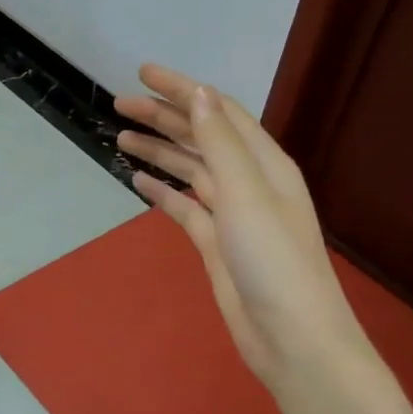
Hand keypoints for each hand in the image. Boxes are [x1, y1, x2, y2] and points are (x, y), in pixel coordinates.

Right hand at [115, 66, 412, 413]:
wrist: (292, 339)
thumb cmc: (275, 262)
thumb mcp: (247, 194)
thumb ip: (221, 143)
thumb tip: (199, 93)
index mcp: (264, 163)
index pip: (218, 112)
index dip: (183, 90)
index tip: (142, 74)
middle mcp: (249, 182)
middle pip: (201, 138)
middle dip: (163, 118)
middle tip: (120, 105)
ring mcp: (232, 214)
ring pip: (190, 171)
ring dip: (159, 152)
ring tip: (121, 137)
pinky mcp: (216, 244)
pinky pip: (185, 207)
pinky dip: (162, 192)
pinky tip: (138, 182)